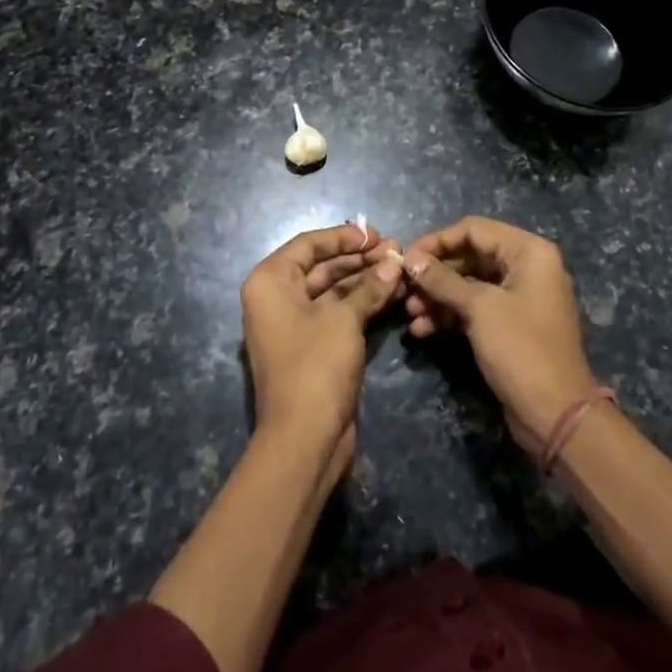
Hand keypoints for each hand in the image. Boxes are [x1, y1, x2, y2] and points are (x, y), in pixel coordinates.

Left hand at [240, 222, 404, 479]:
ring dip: (366, 280)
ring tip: (401, 269)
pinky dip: (363, 304)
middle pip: (322, 266)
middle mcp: (277, 298)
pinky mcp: (313, 347)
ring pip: (333, 291)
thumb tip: (394, 262)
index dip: (343, 236)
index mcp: (270, 282)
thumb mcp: (344, 319)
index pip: (309, 244)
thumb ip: (369, 286)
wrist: (304, 438)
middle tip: (397, 251)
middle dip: (360, 259)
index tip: (376, 233)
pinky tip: (393, 293)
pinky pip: (339, 314)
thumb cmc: (315, 365)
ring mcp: (295, 324)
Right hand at [400, 217, 600, 452]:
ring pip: (468, 285)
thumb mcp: (479, 308)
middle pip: (470, 256)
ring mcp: (518, 298)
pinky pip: (474, 309)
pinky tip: (422, 330)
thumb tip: (410, 259)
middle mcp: (526, 267)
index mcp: (528, 252)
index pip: (474, 229)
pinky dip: (449, 316)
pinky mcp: (509, 326)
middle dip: (435, 274)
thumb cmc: (521, 348)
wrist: (556, 415)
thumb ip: (442, 280)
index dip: (438, 240)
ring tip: (410, 314)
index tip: (407, 258)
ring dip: (437, 297)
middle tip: (404, 289)